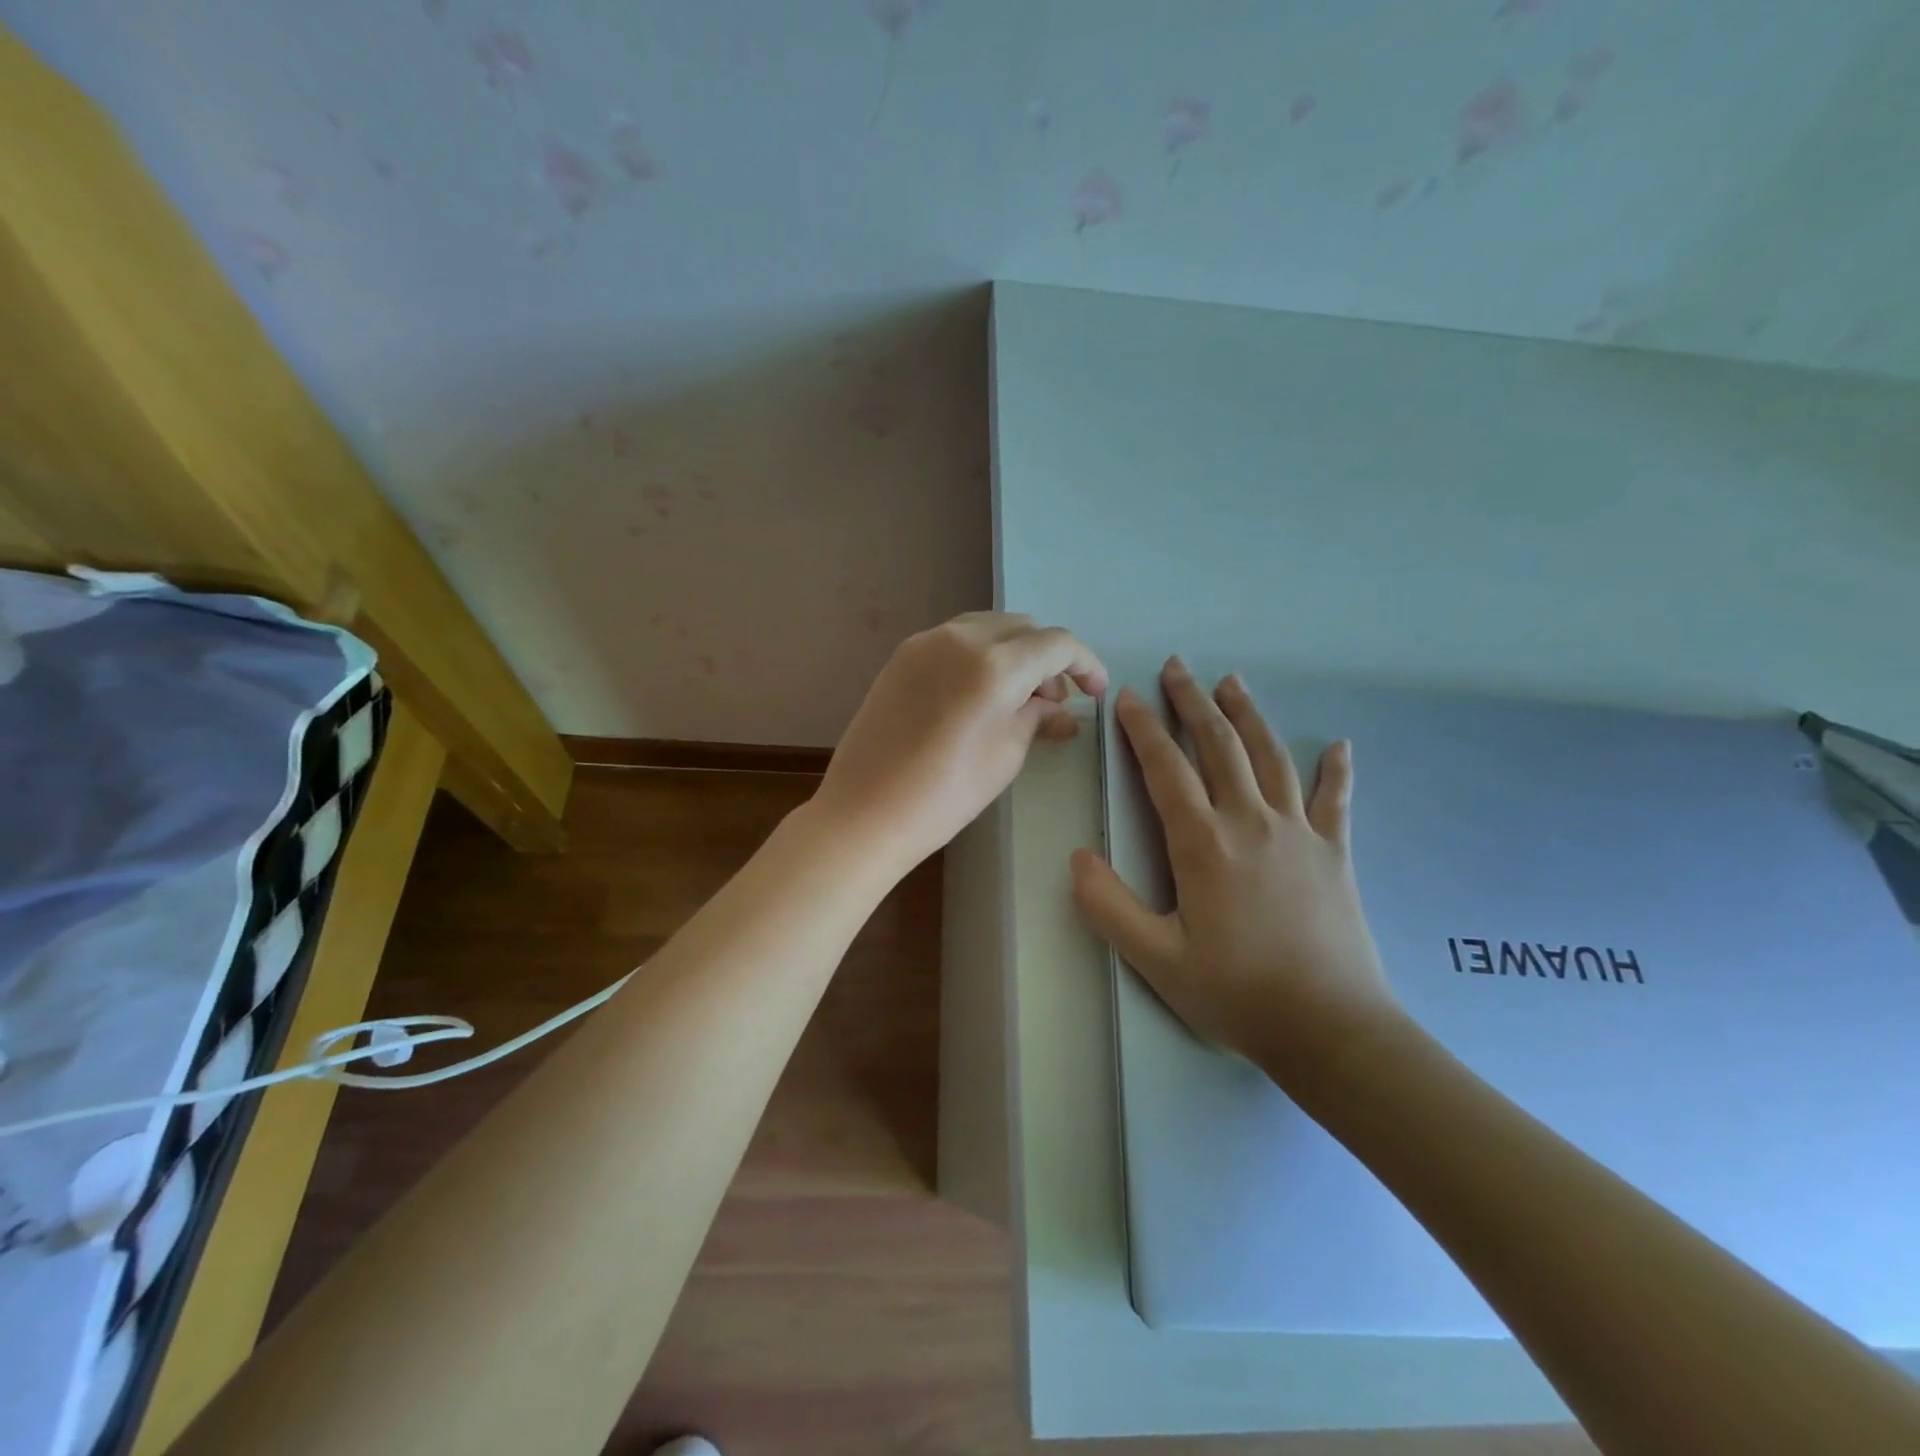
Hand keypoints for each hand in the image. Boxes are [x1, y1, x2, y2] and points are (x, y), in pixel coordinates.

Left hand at [812, 612, 1108, 876]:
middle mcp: (961, 638)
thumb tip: (1057, 706)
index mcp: (995, 665)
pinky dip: (981, 654)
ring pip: (988, 628)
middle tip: (1054, 700)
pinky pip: (956, 639)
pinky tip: (981, 691)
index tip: (1095, 692)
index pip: (1056, 645)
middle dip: (1048, 657)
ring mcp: (926, 642)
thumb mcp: (1006, 755)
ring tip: (1019, 696)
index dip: (1085, 664)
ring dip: (1015, 651)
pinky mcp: (902, 655)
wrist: (865, 811)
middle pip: (1023, 628)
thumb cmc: (945, 795)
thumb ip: (1035, 716)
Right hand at [1070, 658, 1402, 1077]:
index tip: (1127, 696)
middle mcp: (1250, 821)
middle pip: (1219, 746)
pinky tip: (1339, 745)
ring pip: (1270, 757)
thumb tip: (1078, 856)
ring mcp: (1298, 832)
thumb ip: (1109, 906)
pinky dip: (1336, 770)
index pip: (1166, 769)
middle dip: (1193, 702)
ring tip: (1233, 682)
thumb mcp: (1156, 959)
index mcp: (1203, 843)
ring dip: (1248, 715)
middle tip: (1177, 667)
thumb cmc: (1236, 992)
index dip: (1143, 729)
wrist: (1330, 1028)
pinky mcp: (1335, 852)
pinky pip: (1336, 800)